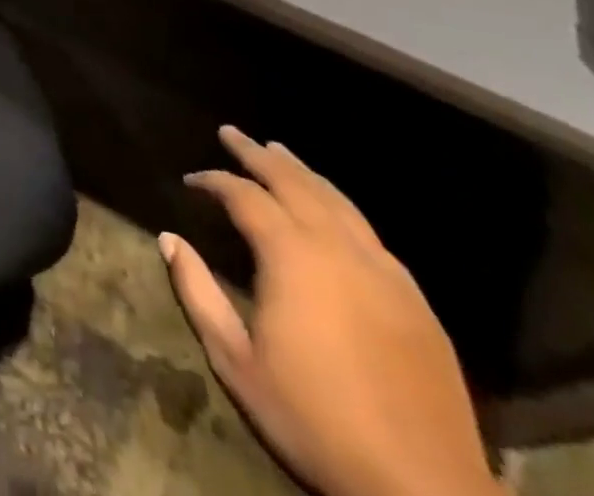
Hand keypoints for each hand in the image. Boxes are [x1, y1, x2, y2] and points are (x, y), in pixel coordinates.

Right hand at [161, 127, 505, 495]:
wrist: (424, 491)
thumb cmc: (315, 422)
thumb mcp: (236, 362)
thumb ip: (198, 292)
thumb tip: (169, 238)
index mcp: (292, 257)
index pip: (245, 196)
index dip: (214, 181)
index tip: (192, 180)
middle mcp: (339, 249)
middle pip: (294, 182)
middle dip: (258, 154)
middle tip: (231, 133)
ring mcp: (385, 273)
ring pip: (338, 201)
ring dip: (303, 172)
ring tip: (279, 152)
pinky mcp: (416, 302)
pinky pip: (371, 235)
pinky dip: (341, 209)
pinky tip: (334, 214)